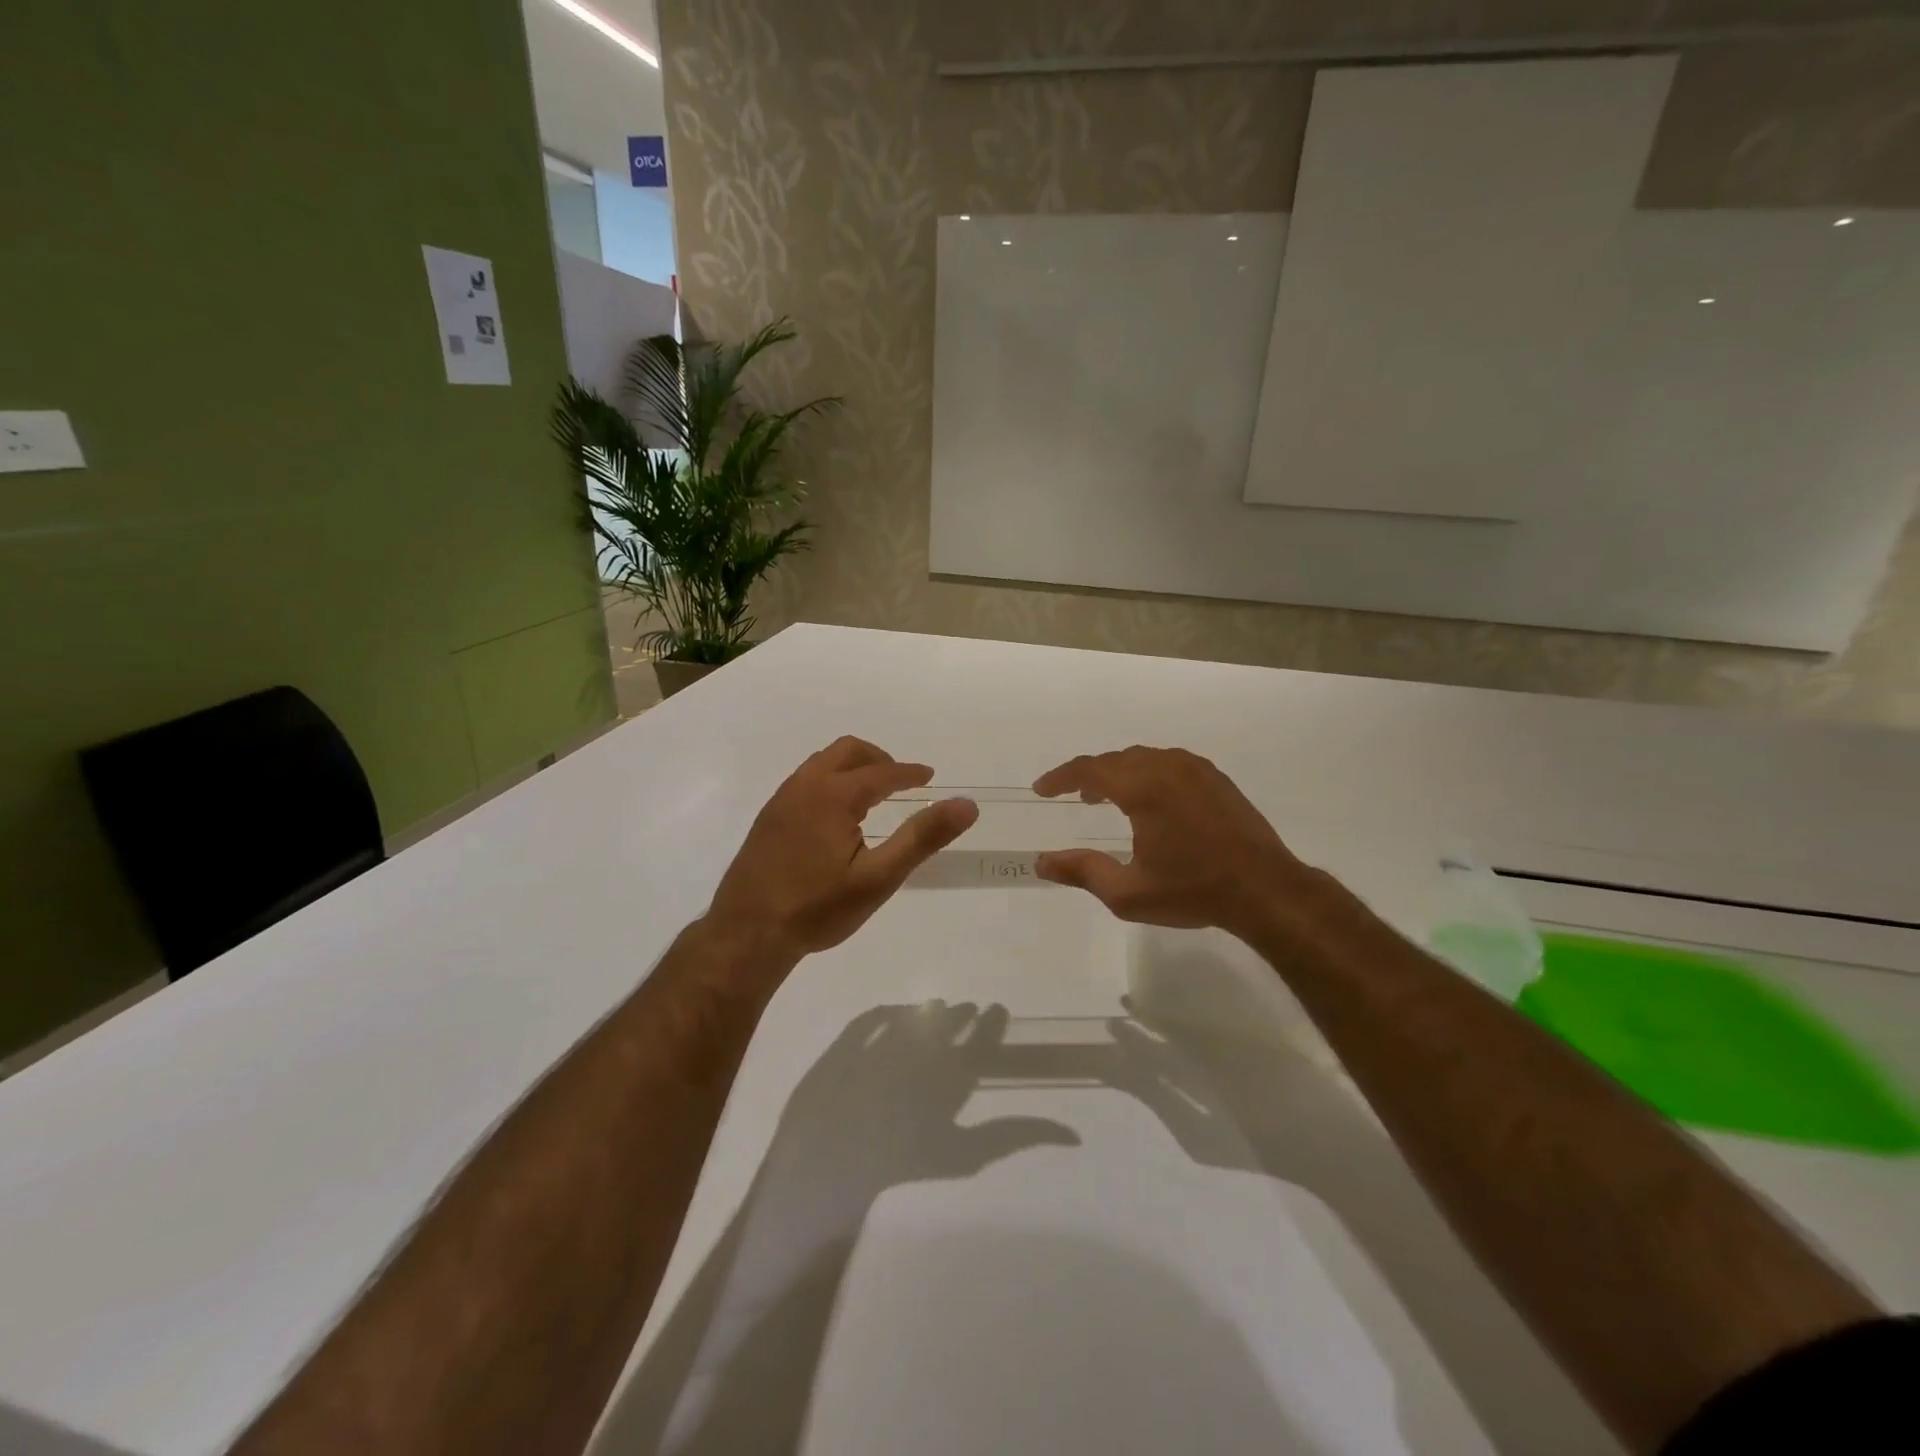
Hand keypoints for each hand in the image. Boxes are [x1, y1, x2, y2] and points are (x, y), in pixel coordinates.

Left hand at [707, 736, 978, 963]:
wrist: (746, 935)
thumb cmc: (817, 908)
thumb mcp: (878, 878)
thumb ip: (922, 838)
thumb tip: (966, 805)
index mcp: (833, 795)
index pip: (882, 772)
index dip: (909, 773)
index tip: (929, 777)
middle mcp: (804, 786)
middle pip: (847, 751)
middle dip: (879, 760)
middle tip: (902, 782)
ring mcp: (781, 800)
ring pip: (822, 763)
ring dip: (852, 768)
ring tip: (872, 795)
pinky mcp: (768, 818)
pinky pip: (805, 781)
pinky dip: (830, 781)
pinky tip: (836, 816)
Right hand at [1032, 746, 1325, 943]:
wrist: (1266, 890)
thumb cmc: (1193, 891)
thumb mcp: (1128, 893)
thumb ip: (1082, 872)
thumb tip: (1042, 862)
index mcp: (1143, 788)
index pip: (1089, 769)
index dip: (1060, 777)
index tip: (1041, 789)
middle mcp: (1167, 767)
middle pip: (1116, 759)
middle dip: (1089, 774)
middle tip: (1072, 796)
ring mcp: (1196, 769)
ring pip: (1143, 758)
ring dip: (1118, 772)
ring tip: (1105, 797)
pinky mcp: (1215, 778)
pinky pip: (1168, 763)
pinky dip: (1146, 772)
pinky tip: (1149, 799)